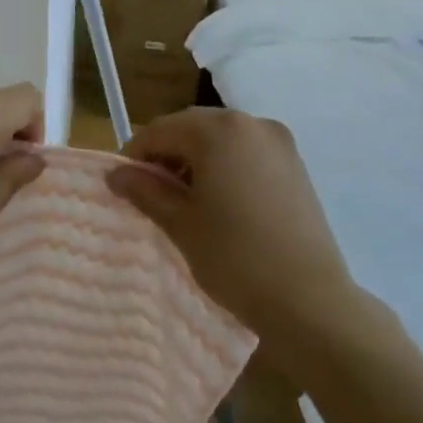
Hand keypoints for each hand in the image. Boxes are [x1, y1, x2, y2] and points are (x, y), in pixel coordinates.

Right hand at [107, 107, 365, 334]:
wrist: (308, 299)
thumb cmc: (234, 257)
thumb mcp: (181, 223)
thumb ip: (145, 191)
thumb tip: (115, 174)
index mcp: (219, 131)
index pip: (161, 130)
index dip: (135, 155)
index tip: (122, 185)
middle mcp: (252, 123)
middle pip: (192, 127)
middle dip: (166, 154)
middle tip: (150, 192)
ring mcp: (279, 142)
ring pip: (221, 138)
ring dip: (195, 159)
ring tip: (184, 200)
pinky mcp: (296, 164)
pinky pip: (247, 152)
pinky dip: (224, 165)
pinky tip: (218, 201)